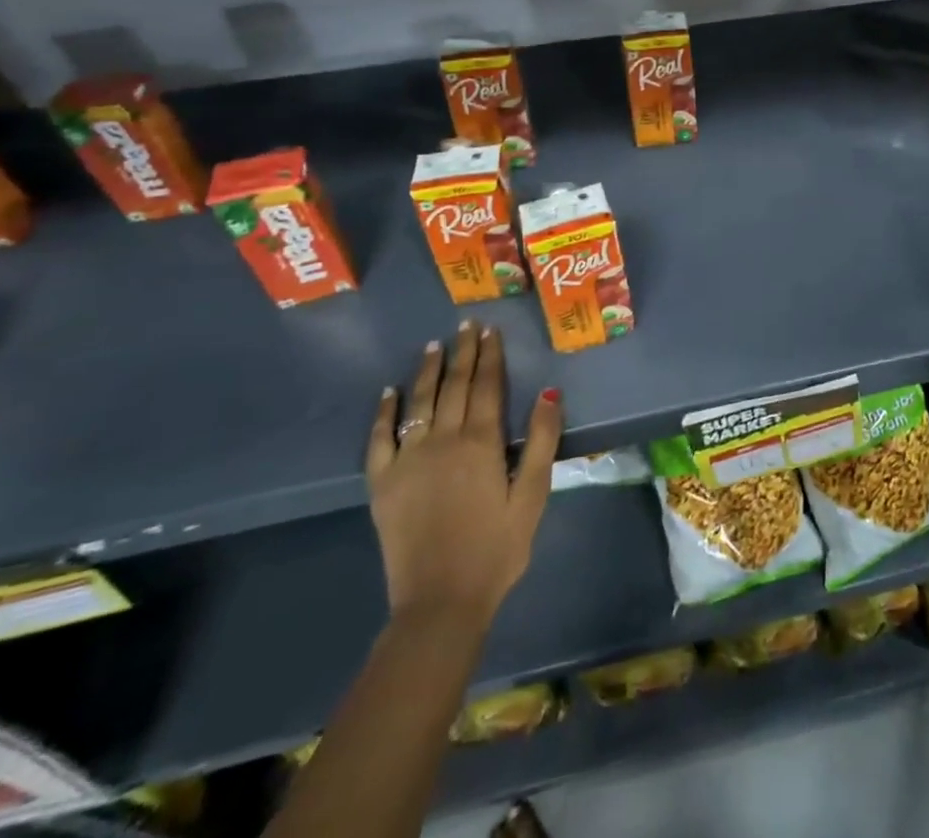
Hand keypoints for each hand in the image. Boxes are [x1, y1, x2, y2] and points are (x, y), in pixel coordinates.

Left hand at [366, 322, 562, 625]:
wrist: (440, 603)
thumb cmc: (496, 549)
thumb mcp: (532, 496)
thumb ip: (540, 441)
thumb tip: (549, 391)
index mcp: (481, 442)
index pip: (486, 386)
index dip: (490, 356)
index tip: (491, 331)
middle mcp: (442, 440)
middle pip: (454, 385)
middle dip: (463, 352)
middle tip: (467, 325)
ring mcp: (407, 460)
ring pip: (419, 402)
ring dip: (428, 370)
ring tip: (434, 345)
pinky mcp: (383, 483)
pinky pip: (379, 438)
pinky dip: (384, 412)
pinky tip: (390, 392)